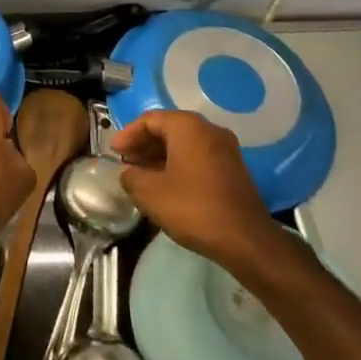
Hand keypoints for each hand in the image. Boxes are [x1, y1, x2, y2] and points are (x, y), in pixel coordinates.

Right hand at [111, 110, 286, 274]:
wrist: (246, 240)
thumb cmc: (193, 208)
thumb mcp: (149, 193)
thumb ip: (130, 176)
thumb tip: (128, 173)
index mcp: (188, 127)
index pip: (150, 119)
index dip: (128, 134)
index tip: (114, 152)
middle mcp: (209, 130)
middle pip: (168, 129)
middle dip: (143, 144)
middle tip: (125, 162)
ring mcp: (225, 150)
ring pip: (184, 144)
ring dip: (160, 156)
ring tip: (141, 175)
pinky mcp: (233, 169)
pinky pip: (198, 157)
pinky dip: (178, 164)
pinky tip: (166, 185)